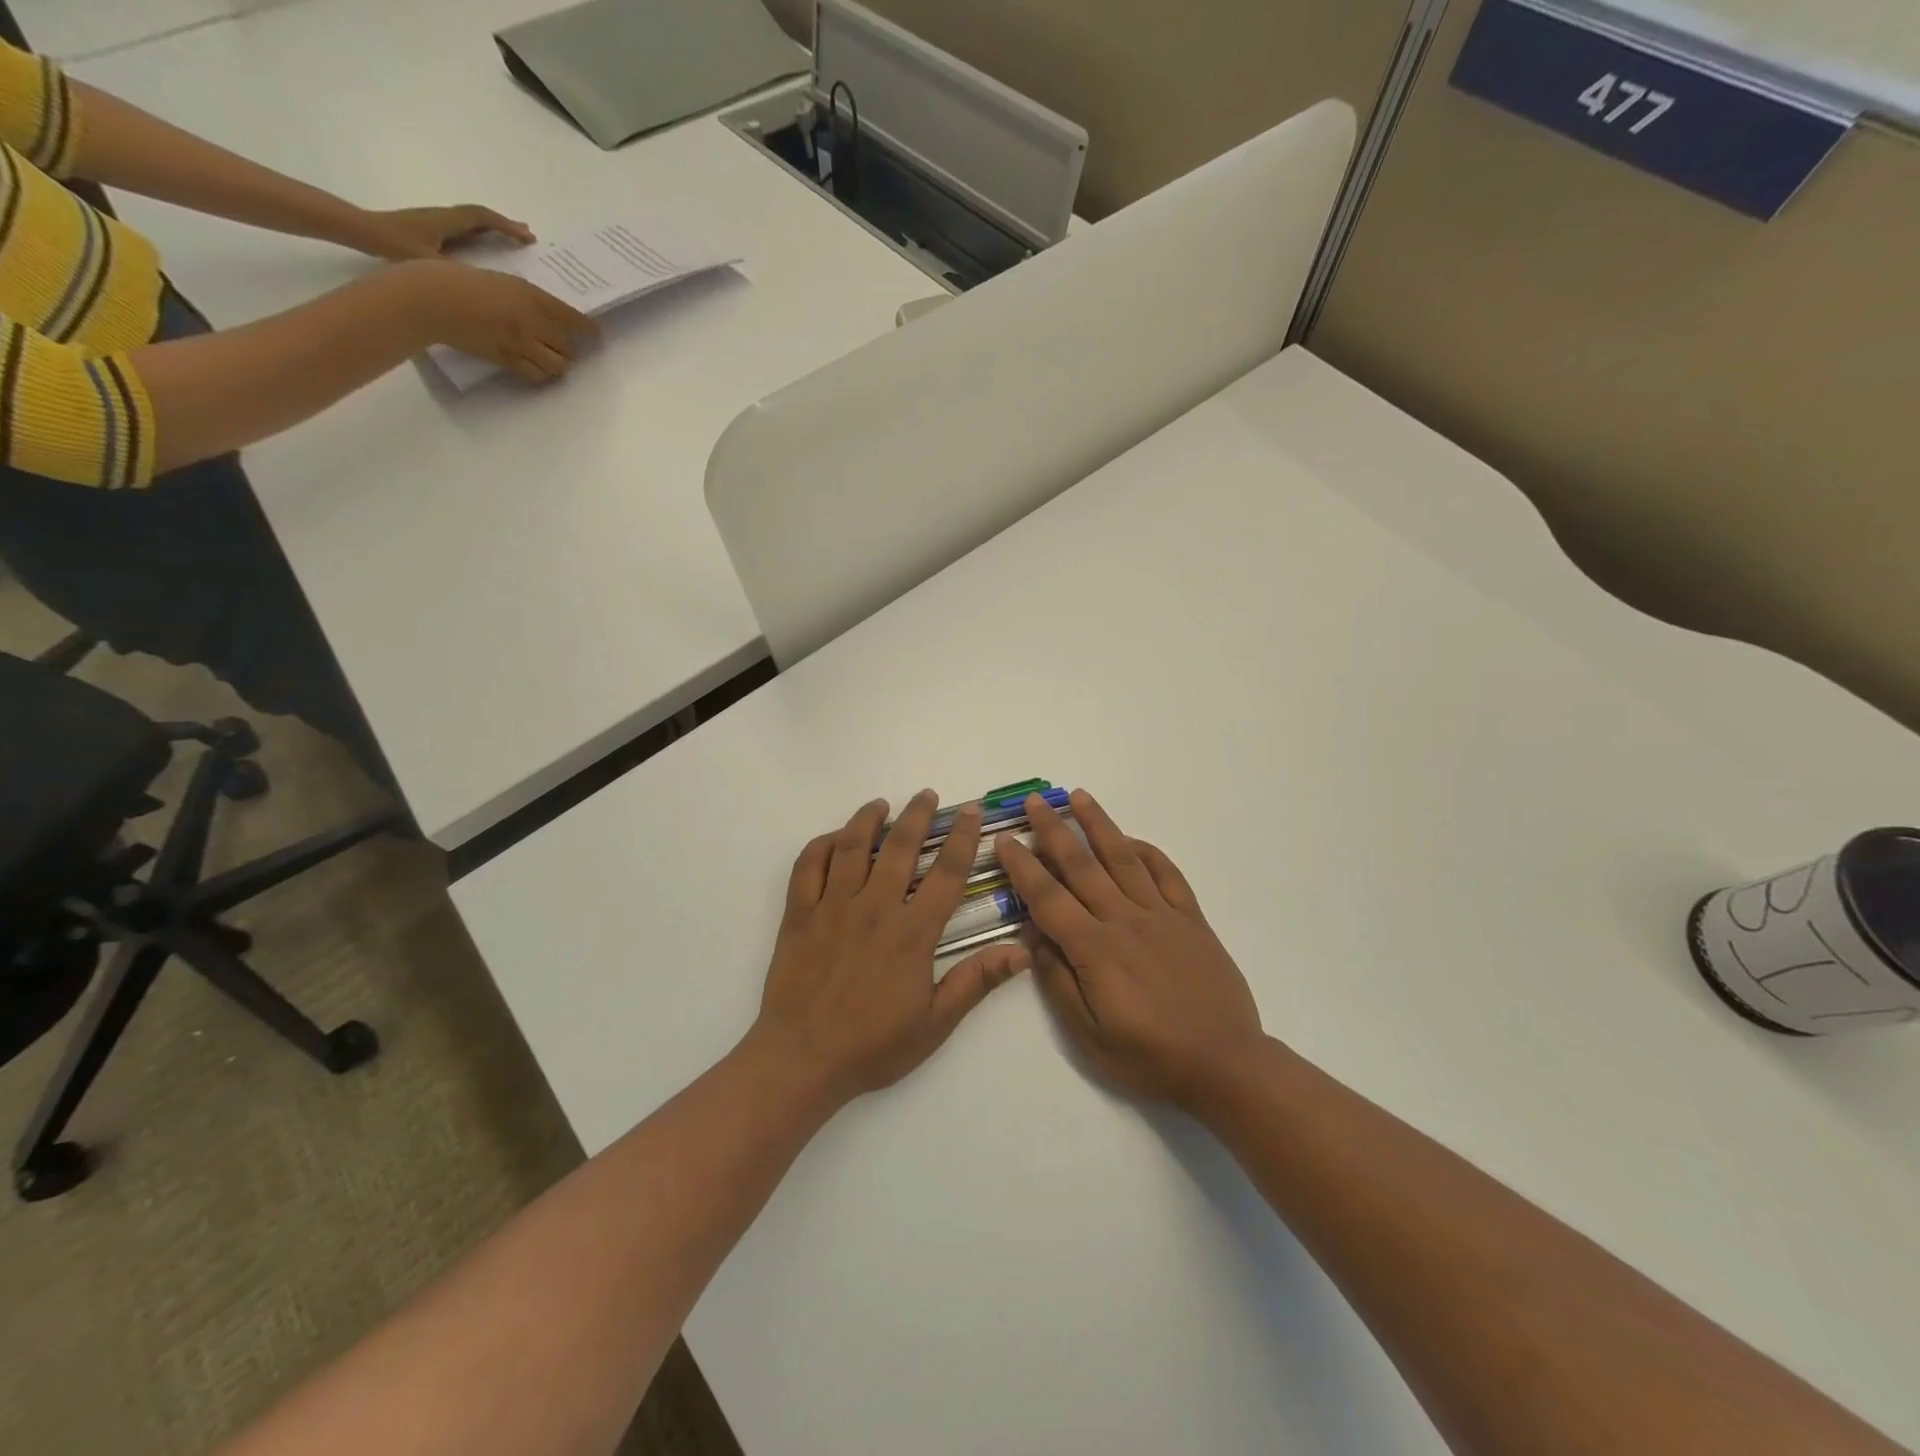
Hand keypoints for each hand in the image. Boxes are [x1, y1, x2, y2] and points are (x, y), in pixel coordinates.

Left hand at [354, 204, 535, 260]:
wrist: (362, 230)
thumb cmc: (393, 245)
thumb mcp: (428, 261)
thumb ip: (456, 269)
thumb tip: (485, 279)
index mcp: (447, 221)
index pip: (482, 217)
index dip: (507, 226)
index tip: (528, 237)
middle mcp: (445, 217)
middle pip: (481, 216)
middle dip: (506, 225)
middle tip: (528, 236)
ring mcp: (438, 221)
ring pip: (474, 221)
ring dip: (496, 228)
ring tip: (514, 239)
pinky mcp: (433, 228)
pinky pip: (466, 228)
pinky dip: (483, 233)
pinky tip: (489, 245)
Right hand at [401, 259, 598, 383]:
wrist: (428, 298)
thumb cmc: (458, 279)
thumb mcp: (500, 279)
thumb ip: (526, 297)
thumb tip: (547, 314)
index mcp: (531, 295)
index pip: (572, 318)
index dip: (588, 330)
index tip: (596, 334)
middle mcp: (531, 320)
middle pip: (568, 346)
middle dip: (567, 348)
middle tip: (561, 346)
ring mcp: (520, 343)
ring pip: (557, 365)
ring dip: (557, 364)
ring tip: (549, 359)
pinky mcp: (507, 359)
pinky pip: (536, 375)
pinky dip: (541, 374)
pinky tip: (535, 368)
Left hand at [750, 792, 1030, 1107]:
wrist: (801, 1060)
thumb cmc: (873, 1046)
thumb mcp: (935, 1023)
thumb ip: (976, 981)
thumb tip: (1022, 950)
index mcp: (911, 933)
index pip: (945, 874)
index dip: (962, 838)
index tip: (971, 811)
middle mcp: (874, 908)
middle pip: (898, 847)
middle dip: (916, 815)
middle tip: (926, 794)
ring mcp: (832, 907)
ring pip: (851, 847)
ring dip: (867, 819)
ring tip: (880, 804)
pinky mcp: (798, 914)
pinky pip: (807, 867)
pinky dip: (820, 845)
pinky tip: (833, 838)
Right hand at [998, 790, 1264, 1110]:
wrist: (1225, 1065)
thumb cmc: (1149, 1057)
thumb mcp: (1088, 1034)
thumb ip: (1058, 980)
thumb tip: (1034, 935)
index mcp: (1095, 949)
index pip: (1048, 896)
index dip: (1023, 866)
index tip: (1006, 839)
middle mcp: (1125, 920)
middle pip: (1082, 865)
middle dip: (1054, 830)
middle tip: (1036, 801)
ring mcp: (1162, 915)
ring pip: (1123, 858)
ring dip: (1099, 824)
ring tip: (1079, 796)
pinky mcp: (1191, 919)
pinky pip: (1168, 875)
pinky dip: (1148, 852)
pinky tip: (1132, 840)